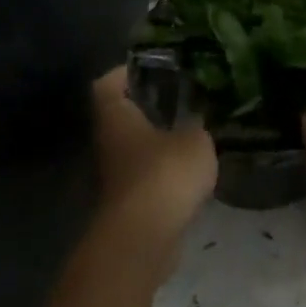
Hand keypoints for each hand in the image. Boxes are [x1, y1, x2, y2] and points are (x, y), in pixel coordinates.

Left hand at [89, 66, 216, 266]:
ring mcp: (116, 174)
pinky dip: (165, 170)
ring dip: (159, 139)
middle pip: (122, 115)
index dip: (127, 71)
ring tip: (194, 130)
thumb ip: (197, 124)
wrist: (143, 239)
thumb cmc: (163, 175)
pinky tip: (192, 168)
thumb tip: (197, 118)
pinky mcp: (130, 202)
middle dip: (149, 106)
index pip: (108, 83)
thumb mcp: (195, 140)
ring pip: (136, 146)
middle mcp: (108, 142)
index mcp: (116, 117)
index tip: (155, 67)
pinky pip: (147, 175)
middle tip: (184, 96)